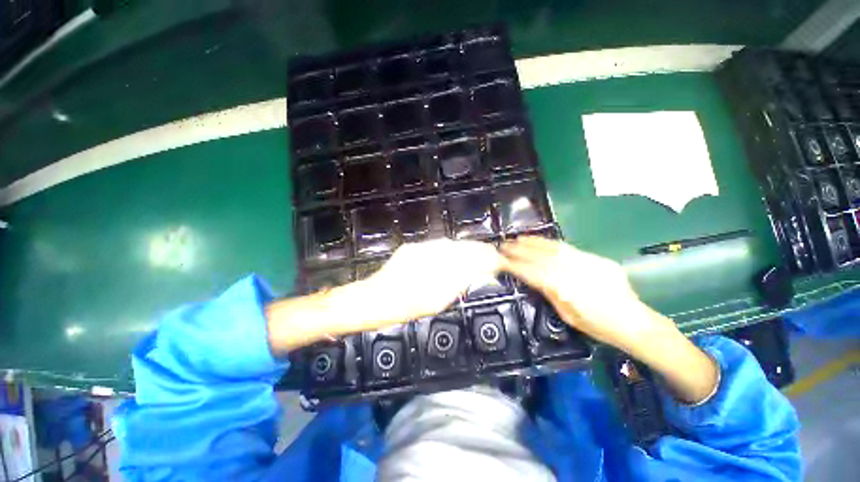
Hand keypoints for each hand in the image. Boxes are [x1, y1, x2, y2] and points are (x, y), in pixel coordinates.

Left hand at [266, 239, 502, 351]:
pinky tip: (454, 256)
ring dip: (464, 249)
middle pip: (460, 247)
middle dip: (477, 251)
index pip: (467, 256)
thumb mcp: (434, 301)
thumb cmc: (402, 307)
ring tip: (476, 255)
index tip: (496, 260)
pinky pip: (436, 247)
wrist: (371, 300)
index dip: (484, 257)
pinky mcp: (411, 249)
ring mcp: (419, 249)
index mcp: (435, 266)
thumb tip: (476, 272)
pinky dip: (450, 251)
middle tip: (490, 256)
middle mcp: (428, 252)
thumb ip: (457, 284)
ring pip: (449, 245)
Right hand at [500, 237, 671, 353]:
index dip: (512, 265)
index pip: (529, 271)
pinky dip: (549, 242)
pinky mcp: (592, 257)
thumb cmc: (597, 326)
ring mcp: (582, 260)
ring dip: (531, 242)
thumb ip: (549, 292)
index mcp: (560, 287)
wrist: (633, 321)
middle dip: (517, 250)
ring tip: (517, 239)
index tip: (498, 260)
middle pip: (537, 256)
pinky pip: (565, 247)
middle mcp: (569, 269)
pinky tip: (541, 241)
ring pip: (550, 247)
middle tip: (503, 245)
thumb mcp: (566, 314)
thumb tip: (534, 278)